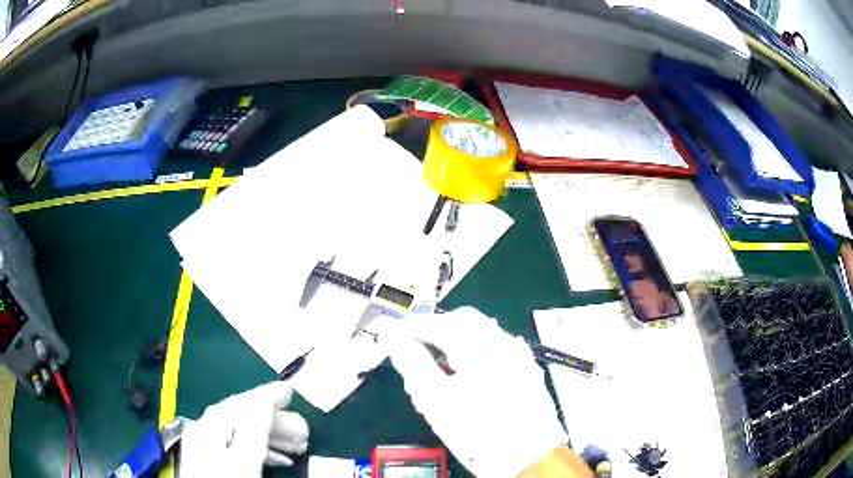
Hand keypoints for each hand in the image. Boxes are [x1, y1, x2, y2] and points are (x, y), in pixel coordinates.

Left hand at [179, 381, 309, 476]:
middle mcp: (204, 433)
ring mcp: (206, 449)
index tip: (289, 392)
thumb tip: (264, 399)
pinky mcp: (213, 464)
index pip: (239, 403)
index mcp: (208, 428)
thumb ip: (251, 429)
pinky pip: (239, 449)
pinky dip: (261, 450)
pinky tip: (279, 460)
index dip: (266, 396)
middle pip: (241, 417)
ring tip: (297, 446)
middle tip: (301, 429)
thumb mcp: (243, 460)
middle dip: (274, 421)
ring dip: (271, 437)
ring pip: (241, 434)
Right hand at [380, 307, 567, 477]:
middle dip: (435, 334)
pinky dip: (474, 359)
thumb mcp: (434, 397)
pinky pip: (495, 352)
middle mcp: (504, 341)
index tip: (393, 339)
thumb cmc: (477, 430)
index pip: (438, 321)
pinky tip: (466, 383)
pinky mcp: (527, 371)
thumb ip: (410, 360)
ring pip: (479, 337)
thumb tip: (391, 333)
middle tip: (415, 356)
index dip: (411, 328)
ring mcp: (519, 356)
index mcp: (481, 343)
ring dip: (454, 347)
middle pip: (462, 323)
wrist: (528, 457)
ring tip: (438, 377)